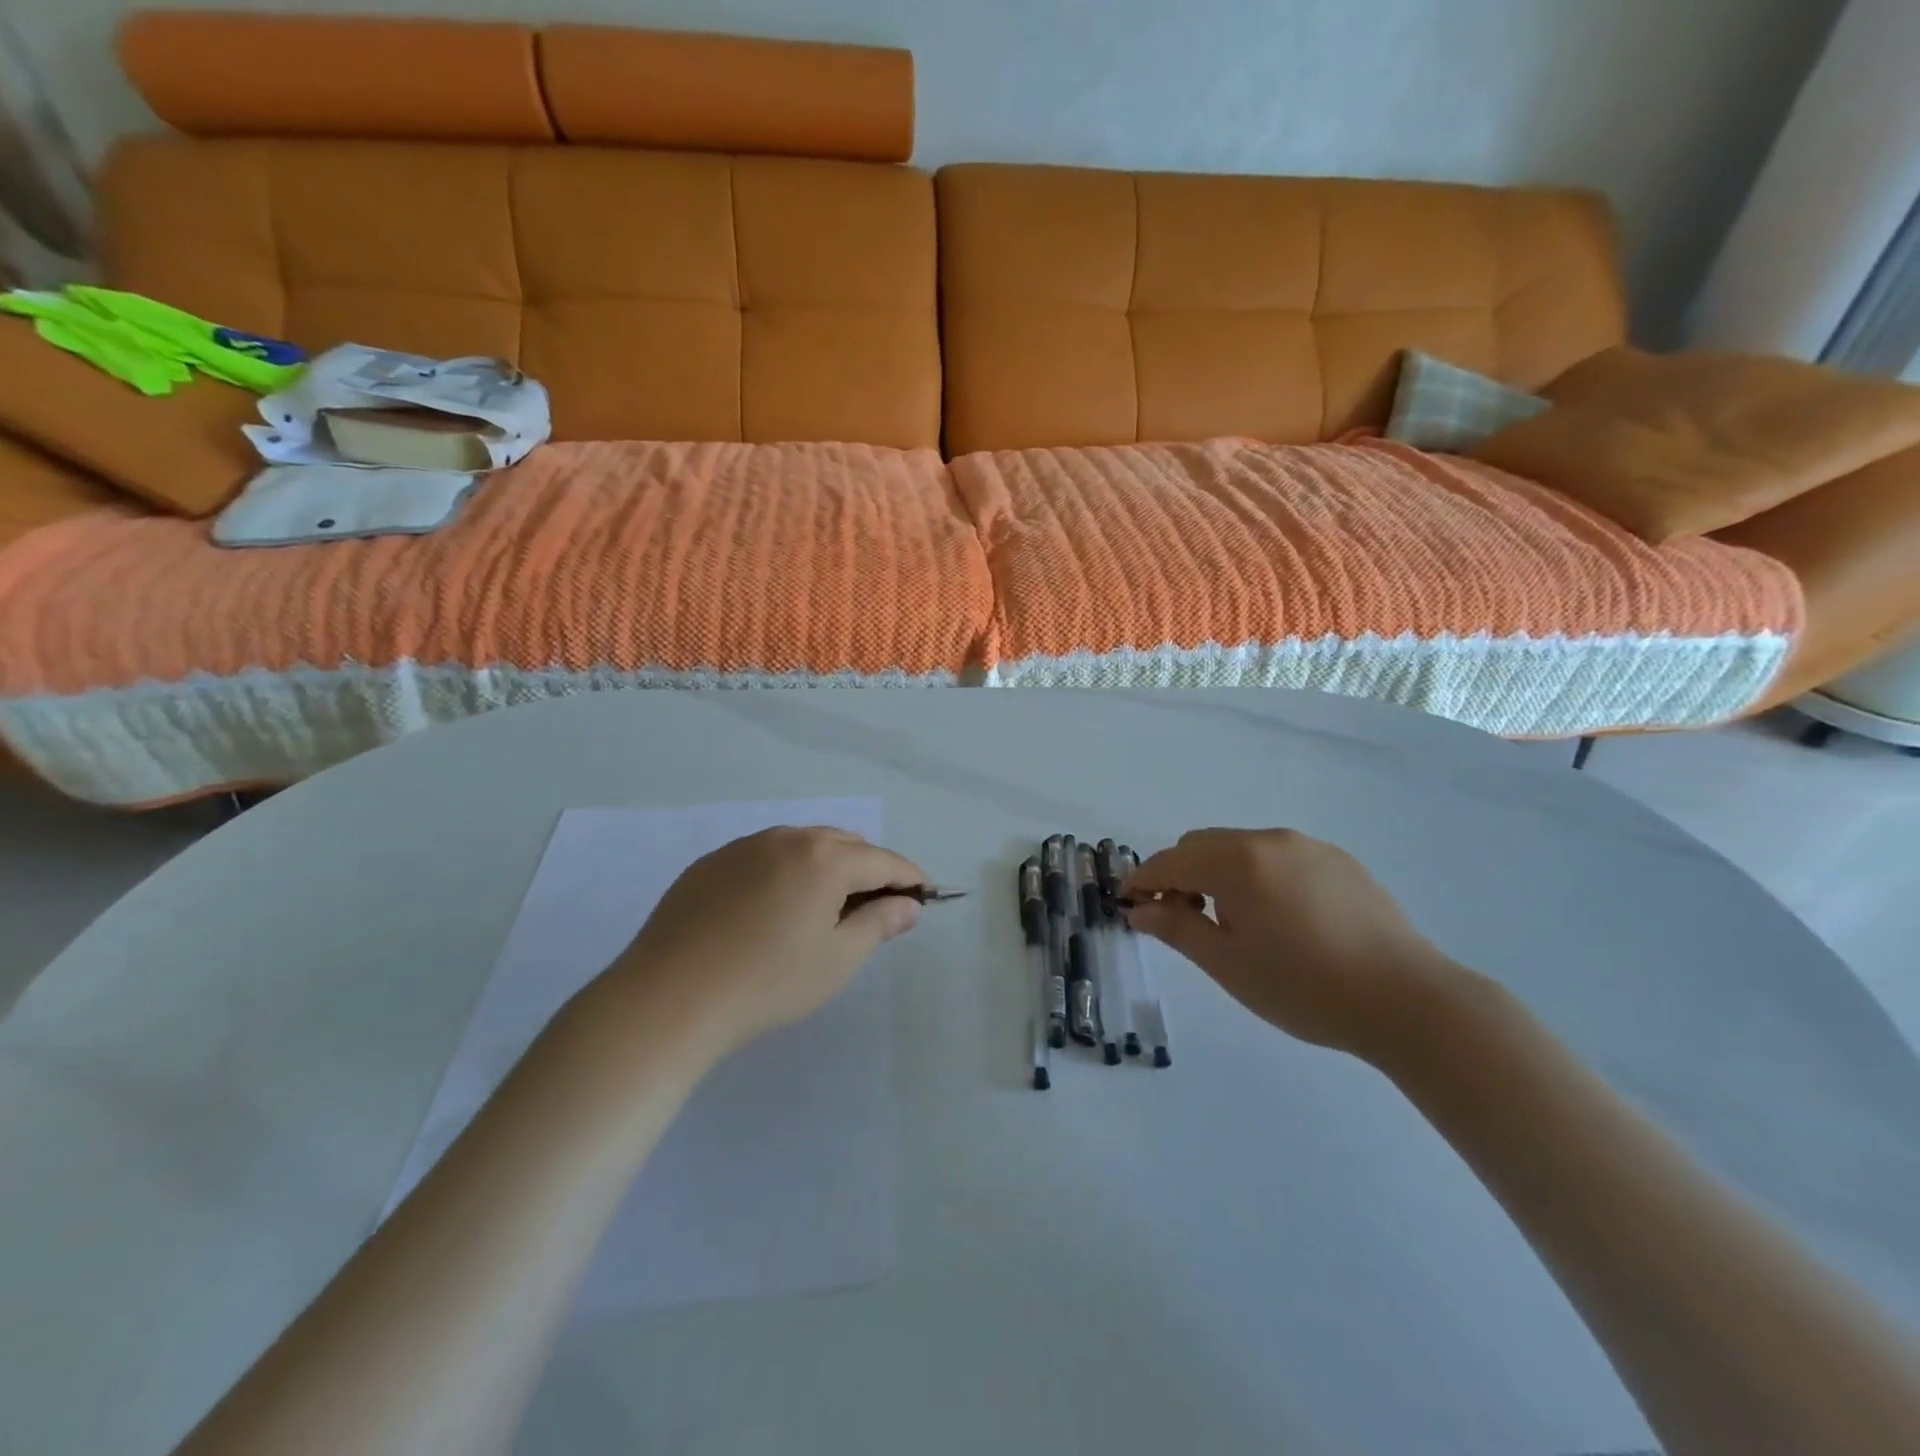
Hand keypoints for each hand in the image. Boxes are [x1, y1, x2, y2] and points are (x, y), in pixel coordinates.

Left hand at [599, 827, 927, 1062]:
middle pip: (845, 845)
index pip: (883, 860)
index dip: (910, 877)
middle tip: (876, 908)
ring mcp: (744, 846)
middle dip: (869, 869)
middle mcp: (787, 838)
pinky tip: (773, 908)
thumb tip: (909, 904)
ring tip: (826, 907)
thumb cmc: (767, 983)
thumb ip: (879, 924)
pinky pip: (765, 856)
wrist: (668, 998)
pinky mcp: (711, 863)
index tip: (925, 895)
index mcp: (824, 858)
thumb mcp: (837, 960)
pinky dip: (786, 871)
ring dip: (827, 866)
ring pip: (803, 845)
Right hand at [1121, 827, 1472, 1061]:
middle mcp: (1268, 840)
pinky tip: (1279, 917)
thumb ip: (1177, 927)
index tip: (1127, 903)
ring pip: (1240, 847)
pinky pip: (1278, 856)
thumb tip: (1139, 908)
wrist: (1408, 1000)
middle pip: (1202, 845)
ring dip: (1218, 873)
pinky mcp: (1339, 861)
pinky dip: (1257, 875)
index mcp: (1236, 861)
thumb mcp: (1228, 964)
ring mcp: (1308, 846)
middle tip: (1180, 917)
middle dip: (1179, 874)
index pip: (1170, 861)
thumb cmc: (1304, 987)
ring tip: (1232, 921)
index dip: (1141, 880)